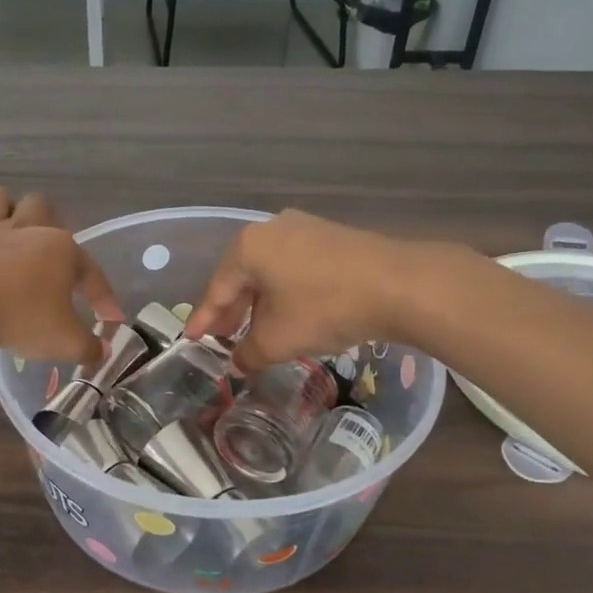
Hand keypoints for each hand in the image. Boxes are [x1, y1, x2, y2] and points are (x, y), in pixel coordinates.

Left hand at [0, 188, 121, 365]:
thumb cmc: (19, 317)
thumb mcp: (64, 342)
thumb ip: (87, 347)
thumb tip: (101, 352)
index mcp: (61, 249)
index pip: (91, 271)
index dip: (104, 296)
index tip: (111, 319)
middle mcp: (25, 231)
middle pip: (42, 207)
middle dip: (50, 225)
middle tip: (51, 257)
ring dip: (4, 211)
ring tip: (8, 234)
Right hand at [184, 210, 418, 370]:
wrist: (400, 285)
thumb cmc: (325, 308)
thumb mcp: (278, 340)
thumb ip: (249, 354)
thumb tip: (238, 364)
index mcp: (248, 247)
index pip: (217, 289)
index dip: (204, 319)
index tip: (192, 340)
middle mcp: (272, 228)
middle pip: (242, 277)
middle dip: (232, 311)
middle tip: (223, 339)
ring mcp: (305, 228)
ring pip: (270, 272)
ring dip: (260, 304)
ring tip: (256, 332)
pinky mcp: (332, 237)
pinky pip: (295, 268)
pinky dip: (285, 293)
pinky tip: (289, 315)